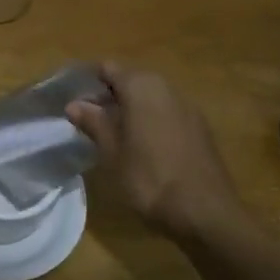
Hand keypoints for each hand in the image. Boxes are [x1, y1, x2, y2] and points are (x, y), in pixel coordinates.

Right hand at [66, 62, 250, 242]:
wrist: (205, 211)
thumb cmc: (149, 177)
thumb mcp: (112, 152)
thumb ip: (94, 122)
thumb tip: (74, 104)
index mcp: (141, 87)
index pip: (108, 68)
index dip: (89, 82)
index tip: (74, 101)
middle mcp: (166, 88)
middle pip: (131, 81)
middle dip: (109, 96)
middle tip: (89, 122)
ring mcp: (187, 107)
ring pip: (150, 97)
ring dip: (130, 109)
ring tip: (112, 136)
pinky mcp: (200, 128)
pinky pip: (167, 113)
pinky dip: (150, 121)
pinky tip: (142, 147)